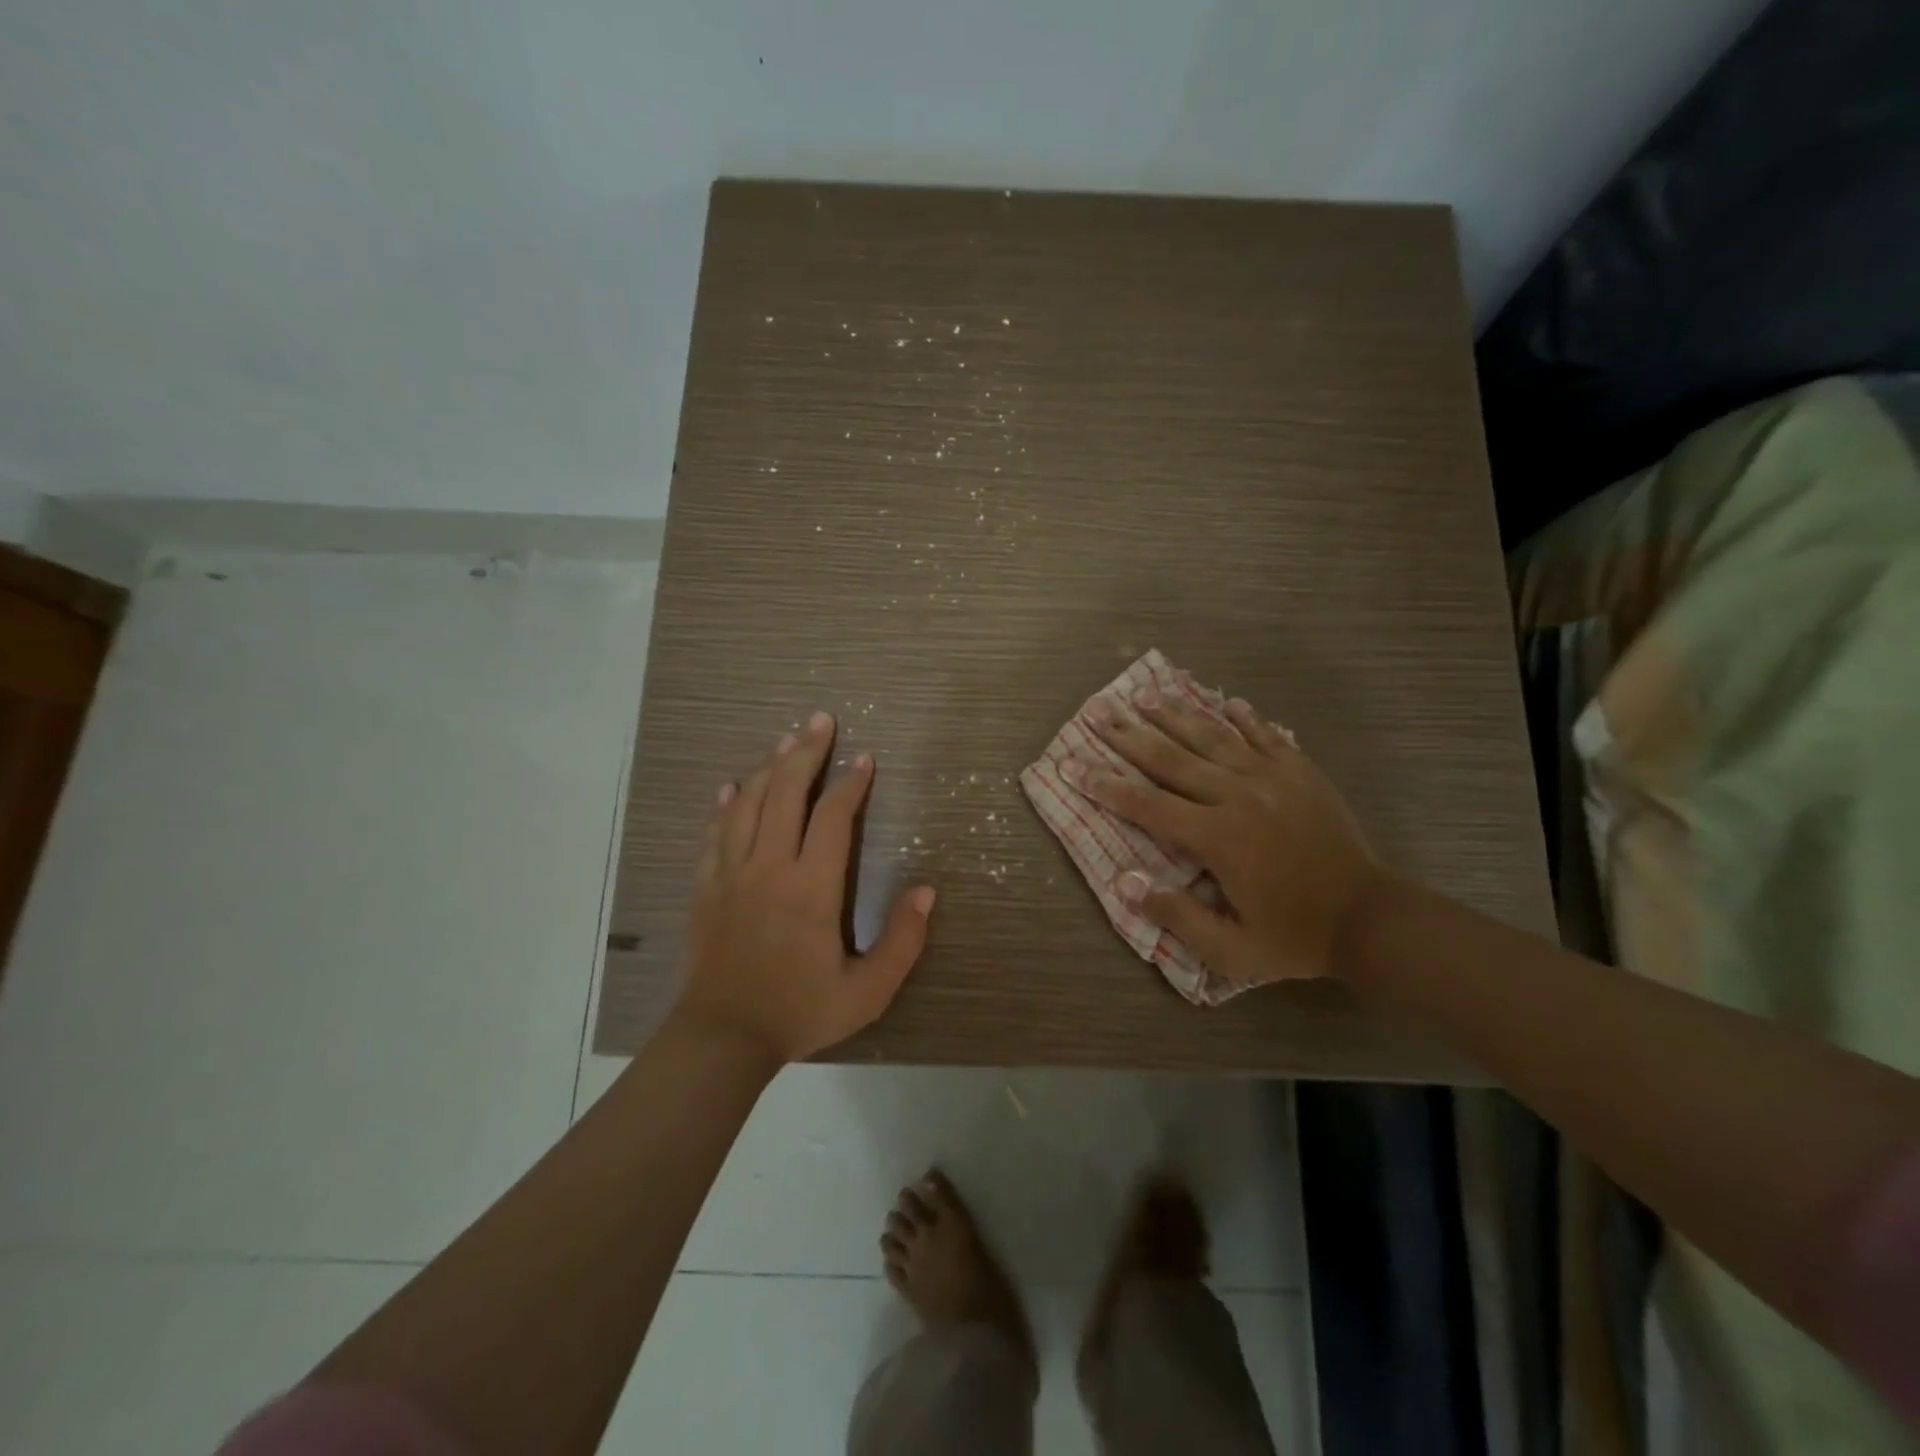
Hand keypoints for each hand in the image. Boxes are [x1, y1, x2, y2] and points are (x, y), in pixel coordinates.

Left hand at [675, 712, 936, 1062]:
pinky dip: (724, 805)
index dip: (850, 783)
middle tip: (820, 721)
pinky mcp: (706, 887)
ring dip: (767, 767)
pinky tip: (730, 787)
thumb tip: (926, 891)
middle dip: (805, 753)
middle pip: (785, 793)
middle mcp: (769, 867)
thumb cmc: (799, 1011)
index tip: (864, 759)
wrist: (722, 1039)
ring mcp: (731, 874)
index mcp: (811, 887)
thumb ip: (902, 941)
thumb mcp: (867, 991)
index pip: (833, 817)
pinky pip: (714, 833)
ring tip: (784, 741)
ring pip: (748, 804)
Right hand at [1066, 688, 1382, 986]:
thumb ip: (1177, 915)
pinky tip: (1226, 699)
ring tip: (1144, 694)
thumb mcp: (1231, 950)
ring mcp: (1272, 778)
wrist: (1371, 918)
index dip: (1105, 785)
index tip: (1073, 764)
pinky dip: (1243, 716)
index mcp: (1216, 838)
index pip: (1146, 804)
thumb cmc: (1295, 937)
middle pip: (1172, 758)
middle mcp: (1237, 796)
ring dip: (1175, 714)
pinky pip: (1266, 735)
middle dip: (1128, 734)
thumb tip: (1125, 882)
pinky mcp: (1300, 772)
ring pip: (1213, 736)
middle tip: (1096, 710)